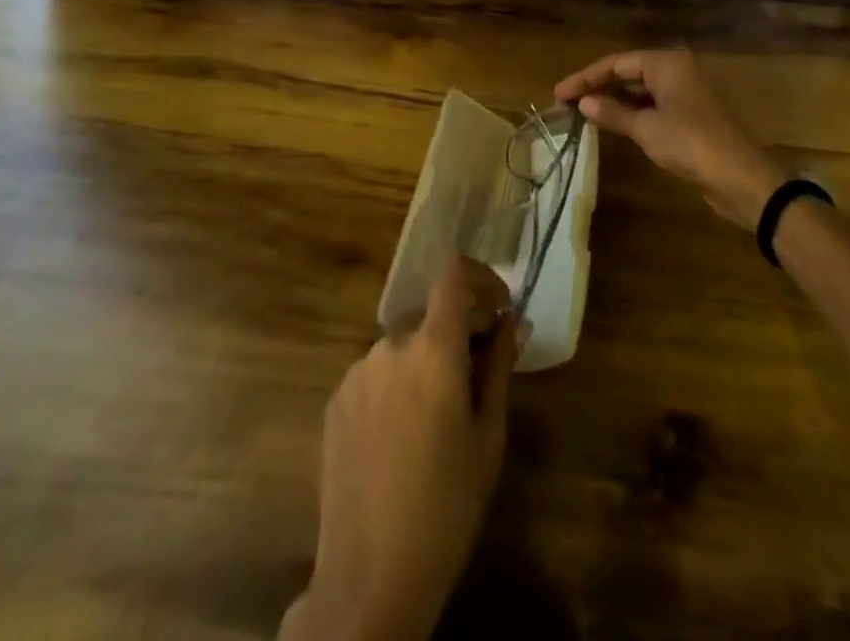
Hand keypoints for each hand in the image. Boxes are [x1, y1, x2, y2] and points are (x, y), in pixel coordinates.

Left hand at [282, 256, 521, 640]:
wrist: (369, 577)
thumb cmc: (446, 506)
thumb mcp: (488, 436)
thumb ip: (499, 367)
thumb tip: (513, 322)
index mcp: (433, 347)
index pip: (453, 273)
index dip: (481, 277)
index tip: (499, 308)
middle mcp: (391, 344)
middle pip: (431, 313)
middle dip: (459, 328)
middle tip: (480, 370)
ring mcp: (357, 371)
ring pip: (403, 344)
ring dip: (426, 358)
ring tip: (439, 414)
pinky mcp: (336, 400)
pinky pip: (377, 372)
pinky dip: (397, 383)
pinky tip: (403, 434)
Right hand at [555, 49, 786, 230]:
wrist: (742, 179)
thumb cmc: (691, 145)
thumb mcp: (646, 129)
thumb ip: (613, 112)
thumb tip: (584, 102)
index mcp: (667, 63)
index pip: (616, 63)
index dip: (584, 78)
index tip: (558, 94)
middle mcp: (676, 71)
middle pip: (627, 72)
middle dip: (596, 87)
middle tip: (565, 103)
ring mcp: (684, 93)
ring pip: (639, 90)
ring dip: (612, 100)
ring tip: (582, 113)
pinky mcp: (689, 116)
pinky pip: (651, 106)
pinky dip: (630, 112)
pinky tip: (612, 124)